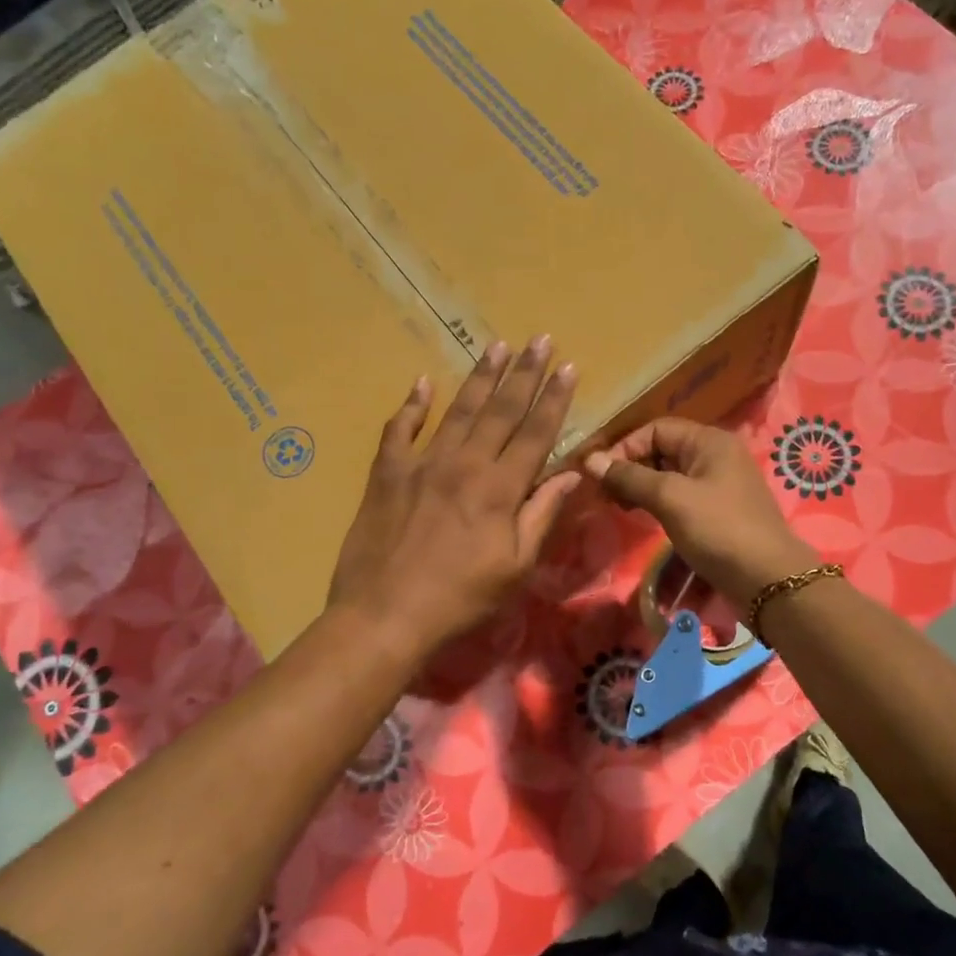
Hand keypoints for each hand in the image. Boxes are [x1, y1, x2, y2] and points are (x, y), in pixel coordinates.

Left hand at [328, 337, 579, 660]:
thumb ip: (541, 515)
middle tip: (539, 340)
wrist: (385, 616)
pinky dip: (411, 406)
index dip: (554, 399)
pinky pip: (399, 430)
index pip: (536, 433)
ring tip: (497, 347)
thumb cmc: (460, 599)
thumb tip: (571, 474)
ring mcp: (421, 464)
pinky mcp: (386, 474)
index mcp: (499, 489)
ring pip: (457, 411)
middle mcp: (464, 464)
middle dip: (523, 373)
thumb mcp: (516, 567)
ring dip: (479, 377)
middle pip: (500, 410)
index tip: (567, 367)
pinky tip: (422, 383)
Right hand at [582, 418, 818, 606]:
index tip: (601, 475)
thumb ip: (630, 477)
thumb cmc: (718, 529)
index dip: (625, 447)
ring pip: (670, 475)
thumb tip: (590, 460)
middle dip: (631, 467)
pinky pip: (681, 495)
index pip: (656, 429)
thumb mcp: (670, 498)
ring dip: (642, 487)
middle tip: (606, 494)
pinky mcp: (719, 510)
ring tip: (620, 507)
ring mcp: (719, 484)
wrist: (767, 578)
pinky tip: (644, 517)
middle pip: (663, 449)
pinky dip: (659, 502)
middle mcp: (716, 455)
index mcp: (709, 441)